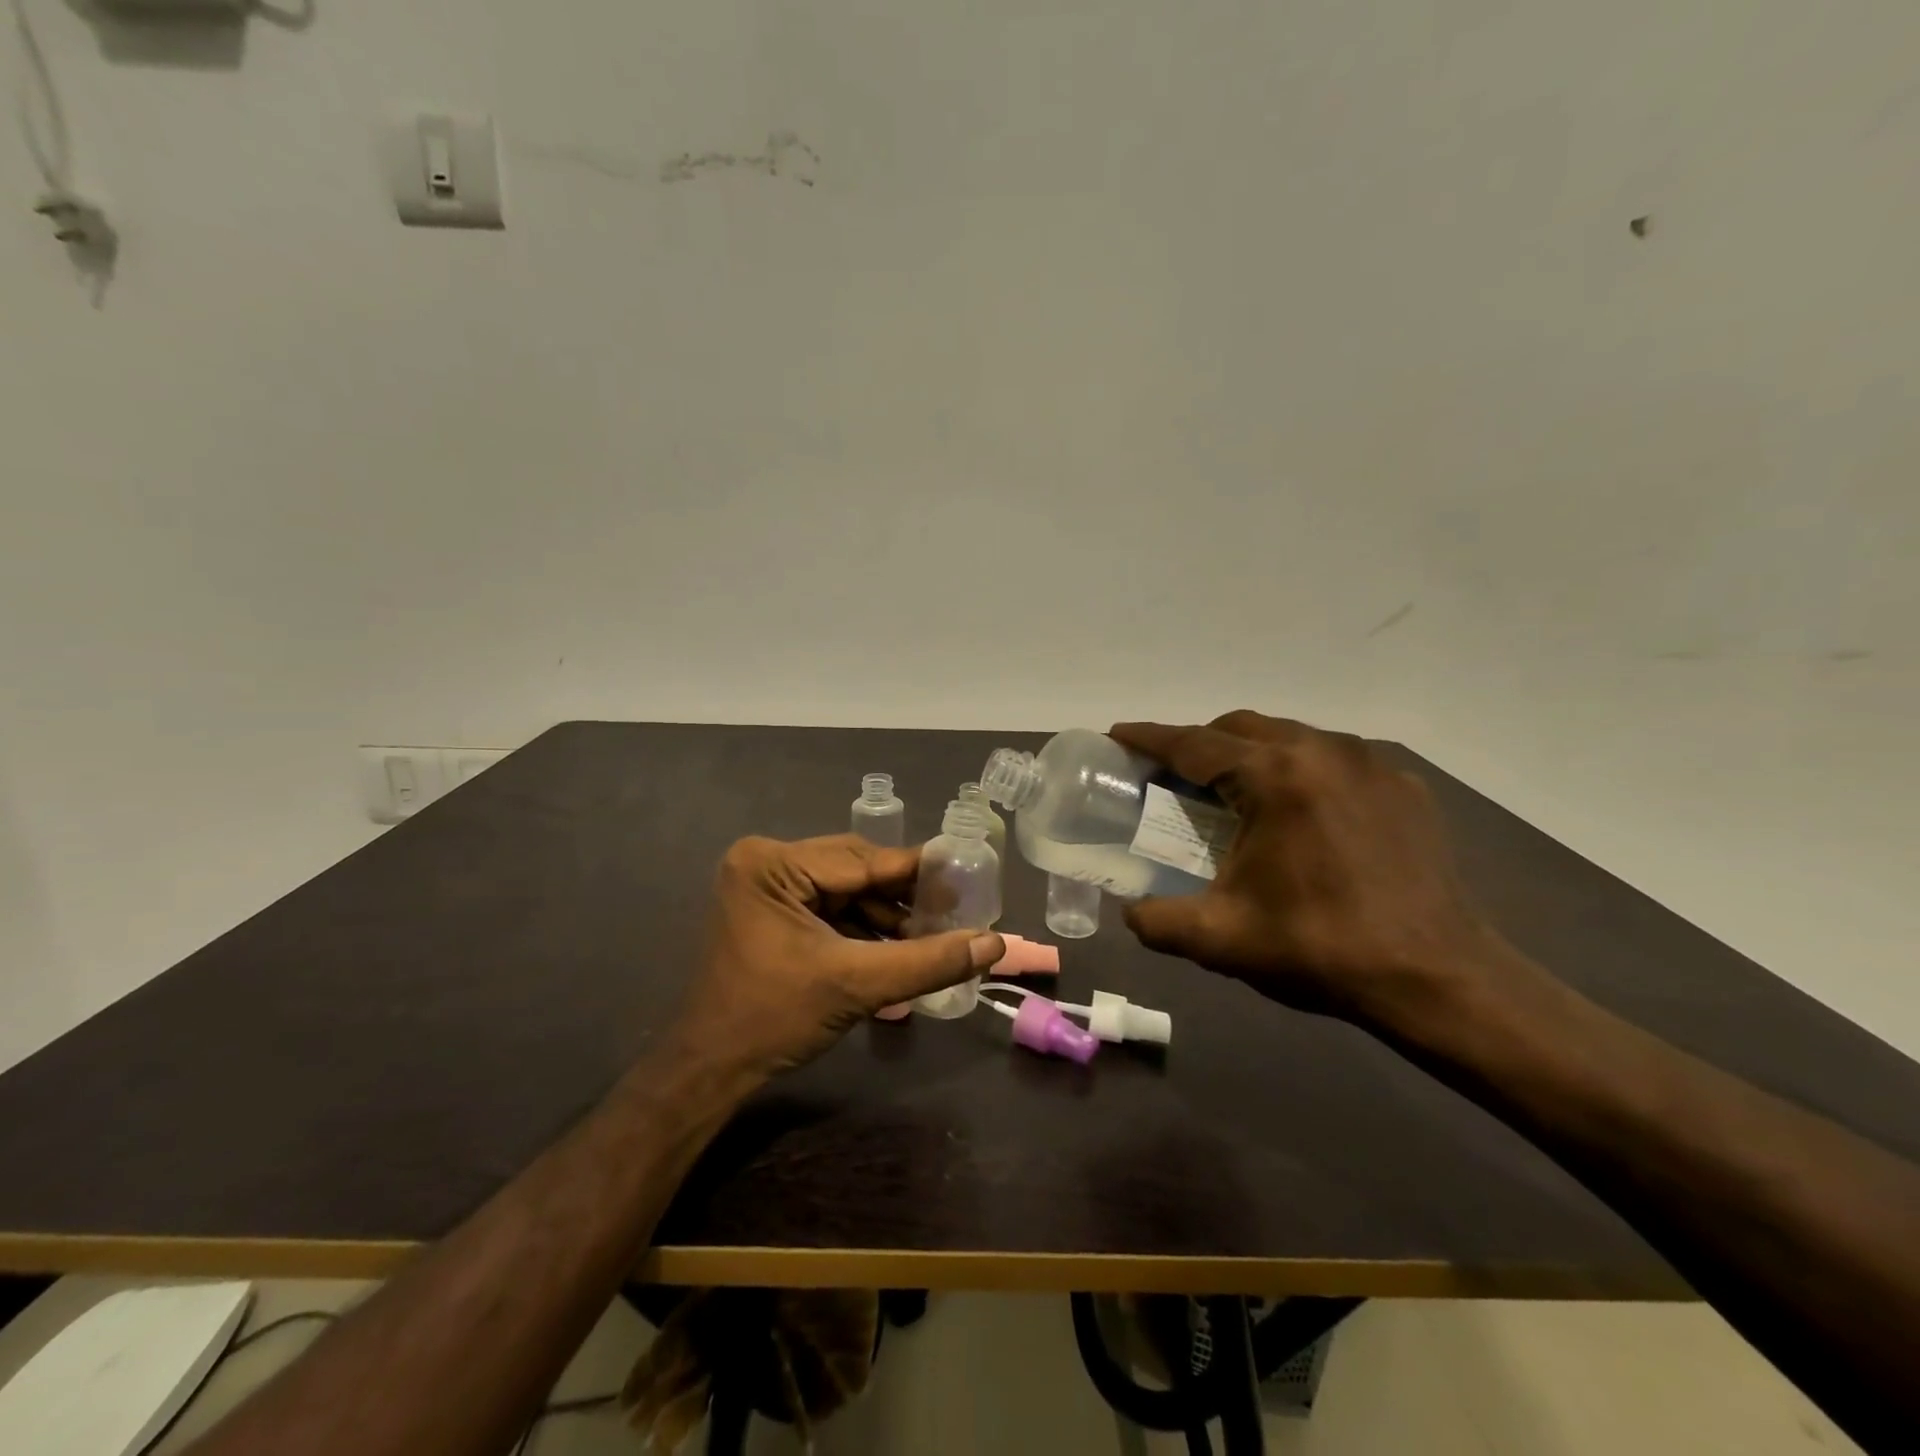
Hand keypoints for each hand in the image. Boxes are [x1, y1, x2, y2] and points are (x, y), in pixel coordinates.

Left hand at [674, 835, 1003, 1075]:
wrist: (711, 1071)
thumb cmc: (775, 1018)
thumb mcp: (857, 984)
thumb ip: (928, 961)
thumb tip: (992, 944)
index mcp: (773, 863)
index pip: (864, 860)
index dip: (919, 873)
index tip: (968, 880)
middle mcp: (766, 862)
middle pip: (856, 871)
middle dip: (902, 900)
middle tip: (951, 915)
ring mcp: (766, 887)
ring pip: (847, 891)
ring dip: (887, 918)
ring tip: (930, 942)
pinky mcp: (771, 912)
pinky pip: (831, 910)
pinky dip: (863, 931)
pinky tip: (897, 952)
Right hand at [1111, 711, 1506, 1026]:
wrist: (1438, 979)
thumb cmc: (1321, 948)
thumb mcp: (1220, 939)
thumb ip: (1156, 922)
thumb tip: (1129, 913)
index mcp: (1274, 777)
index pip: (1193, 743)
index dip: (1149, 737)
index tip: (1118, 734)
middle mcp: (1322, 750)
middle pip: (1240, 726)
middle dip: (1199, 742)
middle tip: (1173, 776)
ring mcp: (1369, 763)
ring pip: (1289, 736)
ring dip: (1250, 753)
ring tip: (1234, 792)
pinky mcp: (1402, 784)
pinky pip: (1333, 759)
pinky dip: (1299, 771)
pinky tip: (1299, 813)